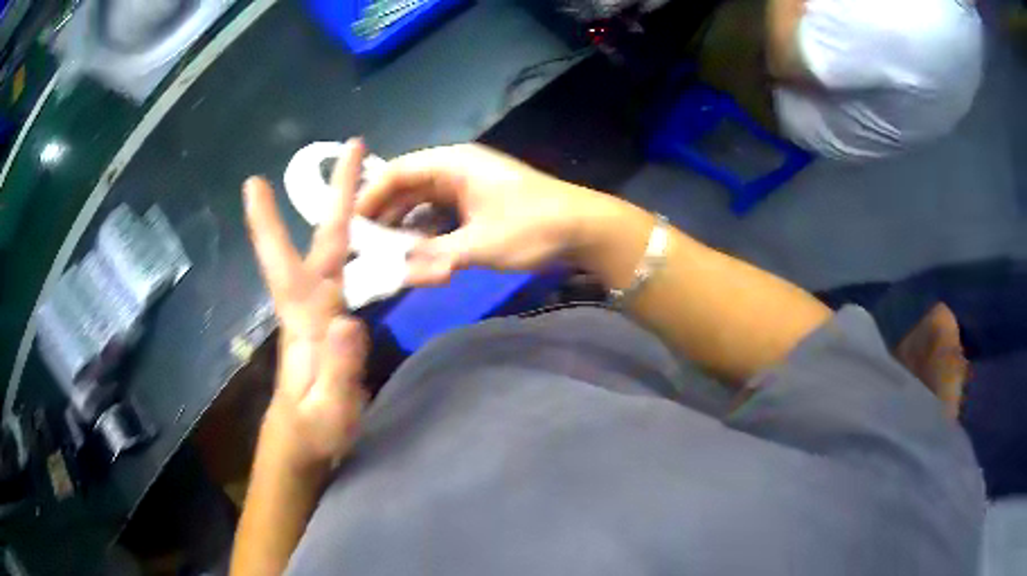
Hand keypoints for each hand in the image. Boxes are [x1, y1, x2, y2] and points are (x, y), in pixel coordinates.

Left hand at [243, 139, 368, 468]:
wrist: (308, 445)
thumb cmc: (314, 431)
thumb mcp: (329, 410)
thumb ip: (338, 369)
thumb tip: (347, 320)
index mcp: (303, 321)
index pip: (281, 263)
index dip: (267, 224)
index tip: (255, 182)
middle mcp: (310, 306)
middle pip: (320, 242)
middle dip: (335, 195)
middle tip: (354, 149)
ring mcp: (324, 314)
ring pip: (337, 255)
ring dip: (353, 216)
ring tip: (374, 184)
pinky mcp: (336, 325)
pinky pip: (352, 276)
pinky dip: (364, 249)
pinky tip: (376, 239)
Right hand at [357, 144, 597, 285]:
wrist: (584, 228)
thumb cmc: (534, 228)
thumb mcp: (480, 246)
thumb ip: (433, 256)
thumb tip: (394, 271)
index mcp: (452, 163)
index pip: (396, 172)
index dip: (369, 197)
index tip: (351, 227)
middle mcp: (455, 167)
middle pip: (405, 185)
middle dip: (384, 214)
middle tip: (362, 246)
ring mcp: (466, 184)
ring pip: (421, 201)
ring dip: (403, 225)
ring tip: (383, 253)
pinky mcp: (476, 202)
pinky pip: (439, 212)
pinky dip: (425, 230)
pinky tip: (415, 251)